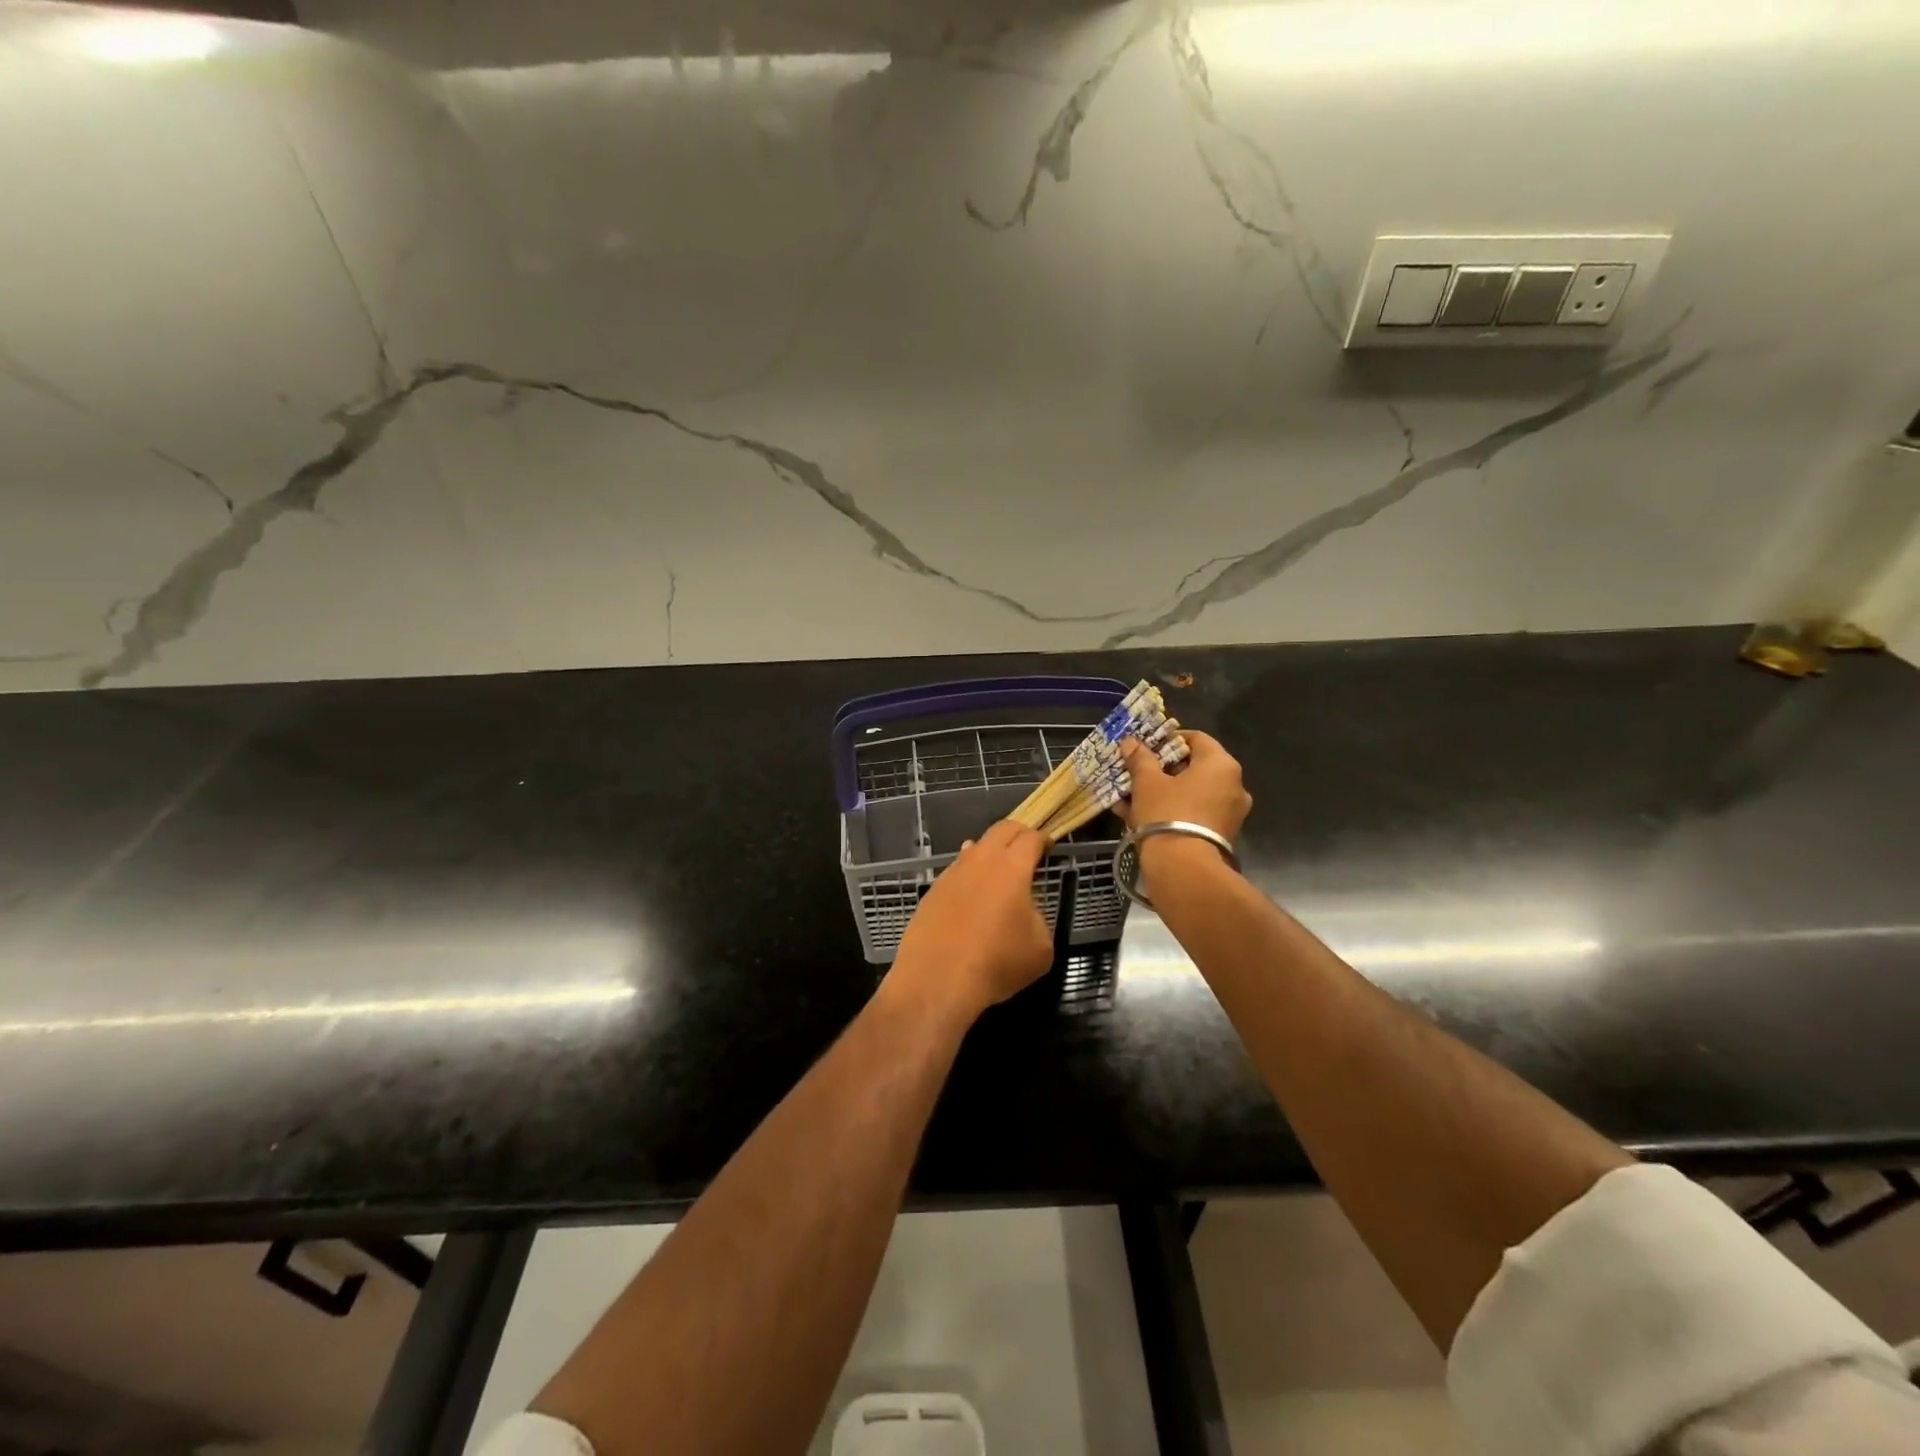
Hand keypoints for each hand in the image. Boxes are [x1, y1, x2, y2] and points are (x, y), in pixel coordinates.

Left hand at [888, 821, 1052, 1020]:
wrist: (936, 979)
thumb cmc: (996, 962)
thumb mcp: (1040, 948)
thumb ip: (1038, 918)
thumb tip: (1025, 910)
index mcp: (1012, 867)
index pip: (1031, 838)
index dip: (1043, 840)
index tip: (1048, 847)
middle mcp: (980, 860)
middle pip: (1002, 829)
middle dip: (1018, 834)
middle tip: (1028, 851)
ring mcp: (952, 872)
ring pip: (975, 847)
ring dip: (990, 854)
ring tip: (999, 874)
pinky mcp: (933, 890)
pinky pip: (957, 871)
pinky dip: (970, 876)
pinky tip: (972, 898)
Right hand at [1119, 731, 1251, 841]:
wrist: (1184, 869)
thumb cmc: (1167, 813)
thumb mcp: (1147, 782)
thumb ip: (1140, 759)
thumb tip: (1130, 742)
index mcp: (1221, 764)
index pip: (1196, 738)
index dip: (1169, 739)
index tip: (1147, 747)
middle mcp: (1234, 785)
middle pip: (1195, 767)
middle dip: (1163, 769)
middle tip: (1138, 772)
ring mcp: (1230, 812)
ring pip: (1192, 793)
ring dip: (1163, 792)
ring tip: (1132, 796)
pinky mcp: (1222, 835)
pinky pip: (1194, 813)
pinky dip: (1172, 811)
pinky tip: (1140, 817)